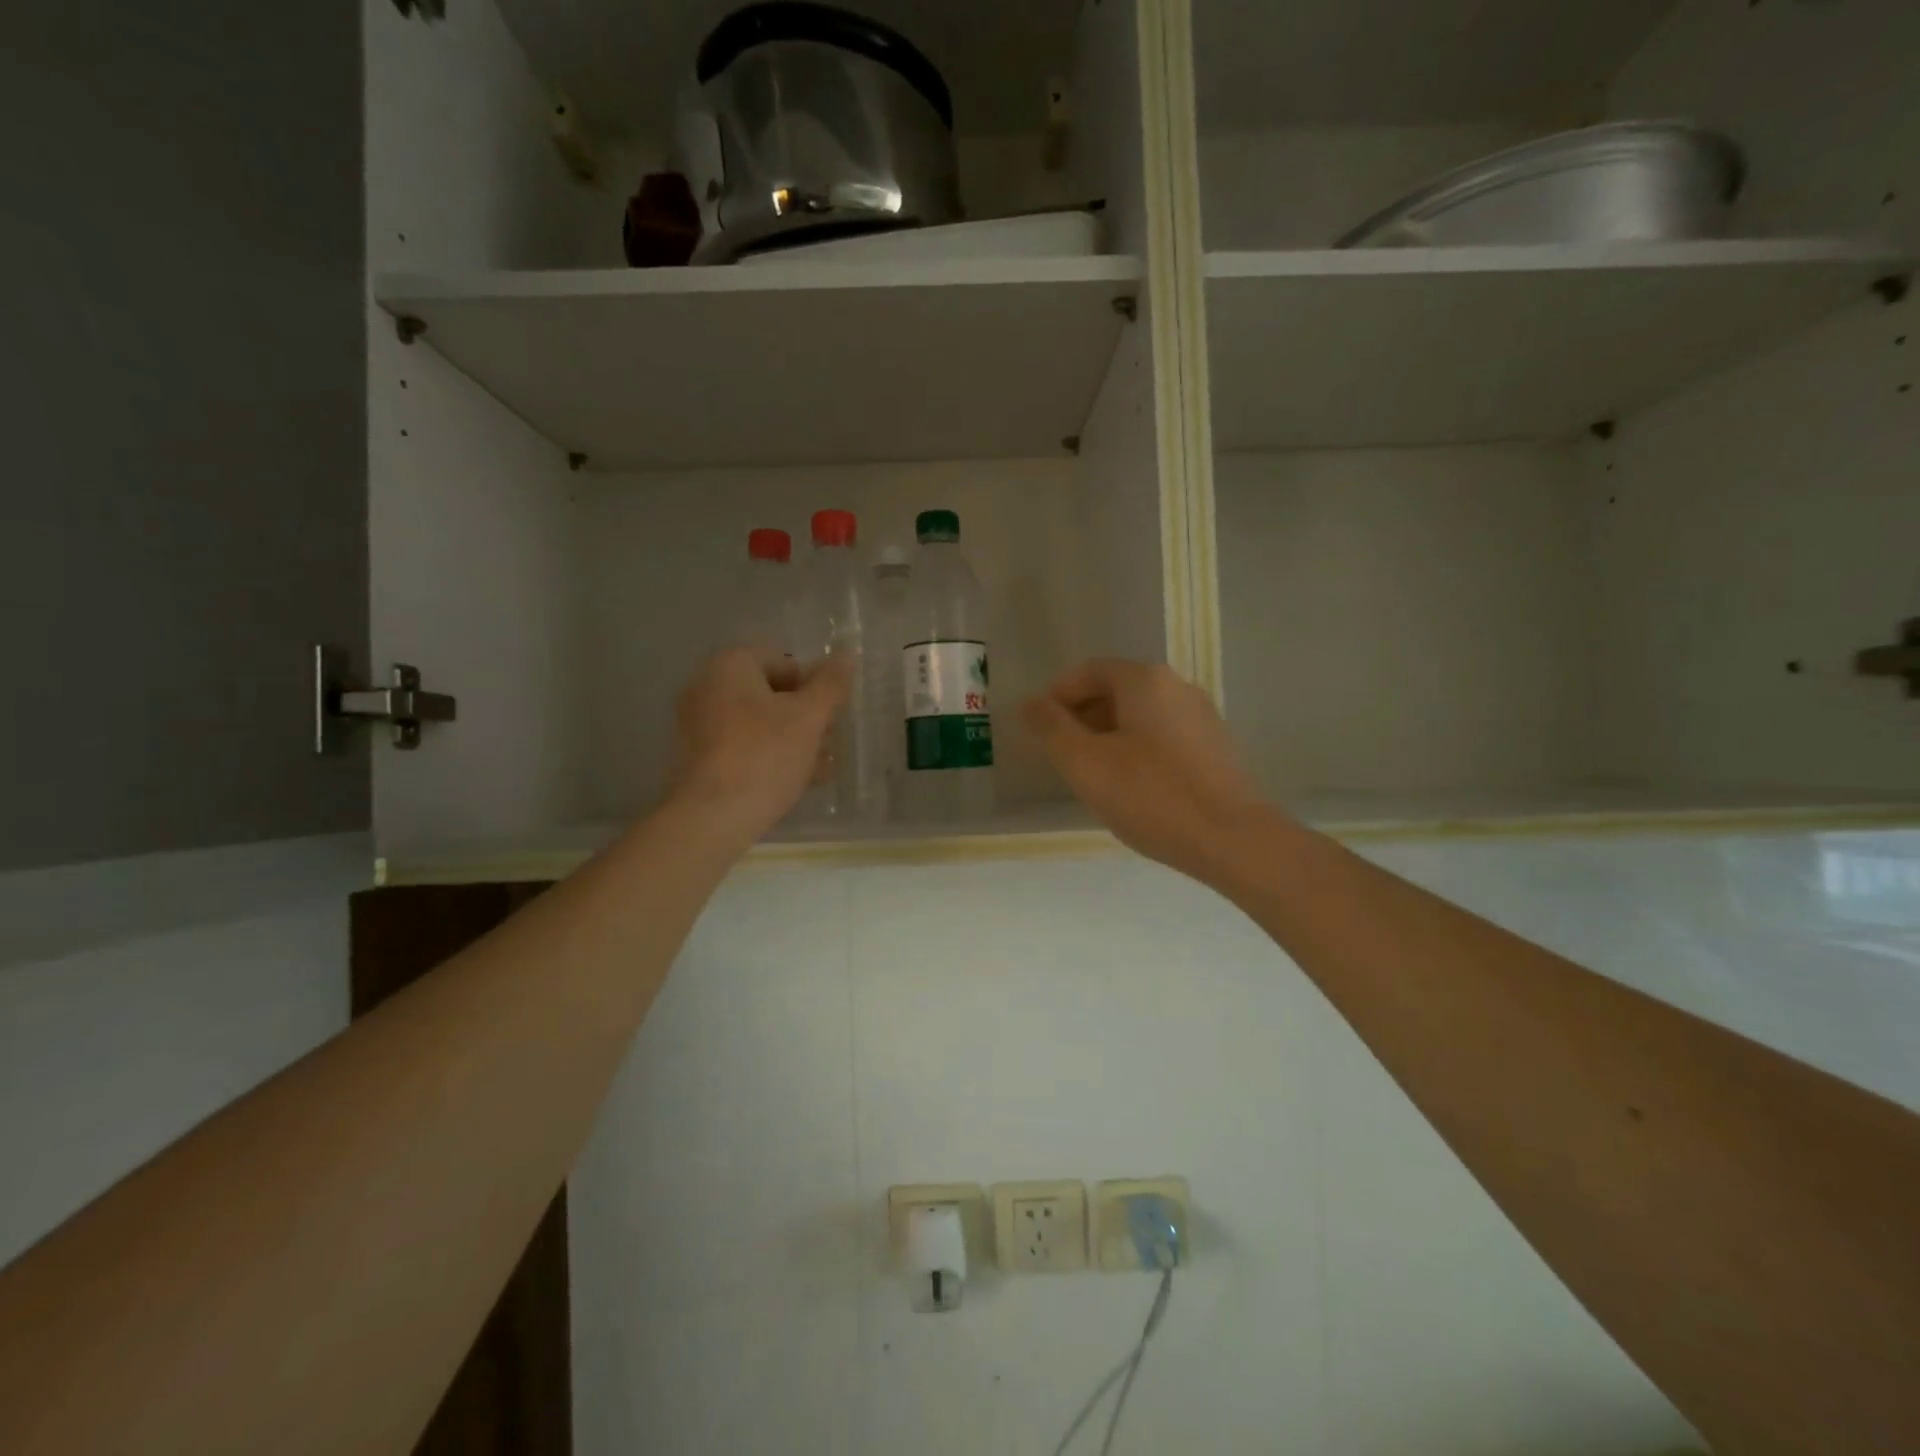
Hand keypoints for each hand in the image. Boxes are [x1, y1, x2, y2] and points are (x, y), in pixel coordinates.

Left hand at [671, 649, 848, 841]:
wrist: (712, 817)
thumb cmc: (765, 755)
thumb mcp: (809, 717)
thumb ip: (830, 684)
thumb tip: (846, 654)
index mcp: (730, 666)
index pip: (783, 661)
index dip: (814, 685)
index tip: (833, 713)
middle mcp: (708, 688)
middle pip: (771, 694)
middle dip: (806, 716)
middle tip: (831, 741)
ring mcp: (699, 725)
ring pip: (759, 724)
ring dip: (795, 740)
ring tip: (822, 767)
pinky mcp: (699, 758)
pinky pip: (743, 747)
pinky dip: (771, 757)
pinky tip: (798, 780)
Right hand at [1022, 660, 1266, 883]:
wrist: (1231, 839)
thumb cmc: (1150, 795)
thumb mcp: (1085, 763)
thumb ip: (1050, 728)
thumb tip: (1029, 703)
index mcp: (1144, 680)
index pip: (1088, 672)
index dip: (1056, 697)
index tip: (1038, 730)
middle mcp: (1177, 686)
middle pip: (1115, 691)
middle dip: (1081, 718)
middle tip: (1061, 757)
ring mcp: (1201, 716)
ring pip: (1139, 716)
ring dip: (1107, 737)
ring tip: (1092, 777)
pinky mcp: (1214, 747)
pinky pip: (1161, 737)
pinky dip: (1136, 751)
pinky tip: (1131, 788)